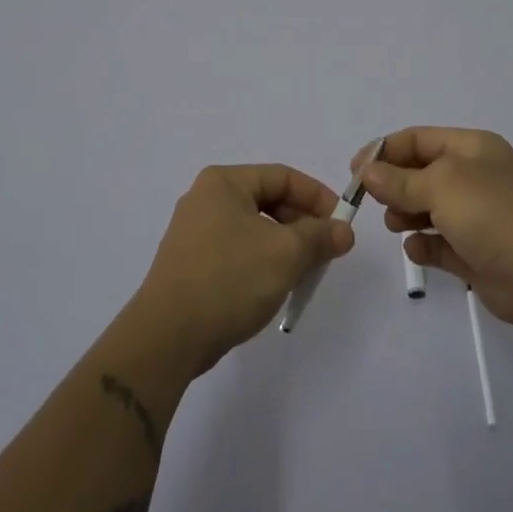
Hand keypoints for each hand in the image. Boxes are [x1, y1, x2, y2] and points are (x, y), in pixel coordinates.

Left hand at [134, 164, 355, 375]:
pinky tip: (275, 286)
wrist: (168, 335)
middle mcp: (205, 199)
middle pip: (267, 200)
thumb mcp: (285, 253)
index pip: (282, 176)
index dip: (317, 196)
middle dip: (302, 224)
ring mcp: (194, 232)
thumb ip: (319, 236)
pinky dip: (262, 261)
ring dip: (285, 245)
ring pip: (254, 228)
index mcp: (223, 182)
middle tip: (327, 250)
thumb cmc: (230, 278)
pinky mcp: (191, 264)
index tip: (341, 223)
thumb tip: (344, 231)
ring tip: (305, 272)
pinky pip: (237, 250)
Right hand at [356, 128, 512, 333]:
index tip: (355, 171)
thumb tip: (367, 173)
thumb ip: (399, 180)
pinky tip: (415, 249)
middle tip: (371, 201)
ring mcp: (478, 216)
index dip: (384, 150)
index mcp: (472, 148)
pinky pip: (440, 243)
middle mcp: (475, 177)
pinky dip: (424, 244)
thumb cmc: (492, 213)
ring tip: (394, 224)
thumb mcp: (440, 185)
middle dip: (394, 184)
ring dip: (405, 213)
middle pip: (421, 173)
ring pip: (429, 208)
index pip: (418, 139)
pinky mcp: (477, 252)